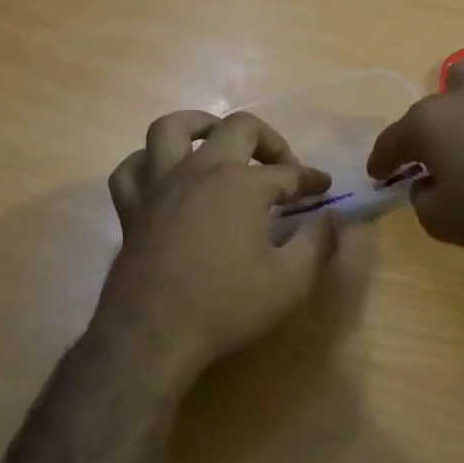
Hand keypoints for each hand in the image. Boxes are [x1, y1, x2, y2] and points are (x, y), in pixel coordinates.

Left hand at [98, 110, 337, 396]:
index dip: (311, 180)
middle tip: (281, 166)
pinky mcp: (132, 208)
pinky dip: (148, 163)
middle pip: (238, 129)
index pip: (287, 173)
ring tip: (217, 139)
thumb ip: (316, 244)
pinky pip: (132, 169)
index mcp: (242, 184)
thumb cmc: (226, 307)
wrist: (153, 336)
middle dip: (269, 140)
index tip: (325, 188)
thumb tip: (331, 220)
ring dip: (200, 125)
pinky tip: (163, 174)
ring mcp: (160, 185)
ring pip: (172, 129)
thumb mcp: (289, 282)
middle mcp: (200, 170)